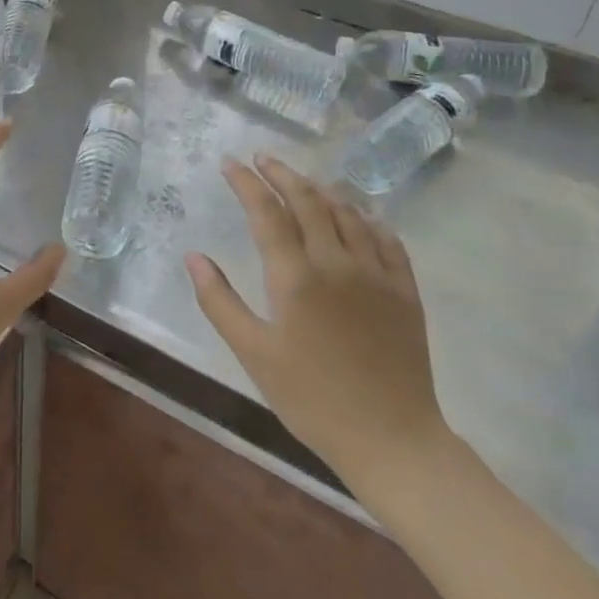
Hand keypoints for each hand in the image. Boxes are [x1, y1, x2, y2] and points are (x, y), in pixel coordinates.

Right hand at [187, 156, 450, 499]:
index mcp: (295, 277)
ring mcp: (376, 273)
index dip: (246, 182)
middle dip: (282, 174)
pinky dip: (366, 216)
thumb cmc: (311, 399)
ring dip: (321, 189)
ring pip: (347, 212)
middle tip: (262, 158)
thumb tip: (193, 255)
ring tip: (303, 180)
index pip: (267, 212)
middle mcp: (337, 262)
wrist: (392, 440)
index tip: (230, 162)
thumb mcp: (253, 354)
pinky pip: (387, 238)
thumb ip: (219, 301)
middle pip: (308, 201)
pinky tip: (358, 213)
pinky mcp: (405, 290)